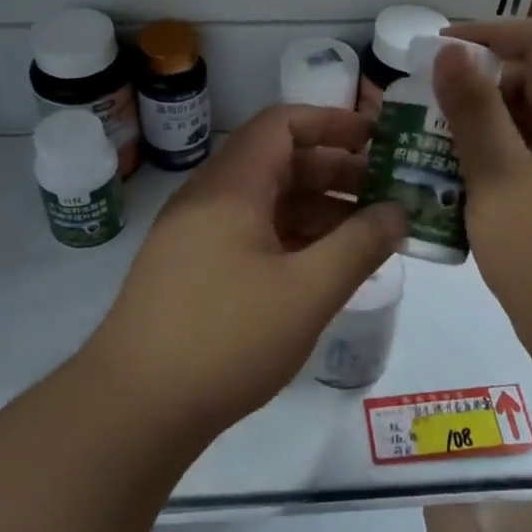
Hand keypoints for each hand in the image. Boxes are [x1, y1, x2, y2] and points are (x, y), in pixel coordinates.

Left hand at [86, 106, 407, 432]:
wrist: (133, 407)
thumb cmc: (226, 338)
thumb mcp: (307, 292)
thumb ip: (359, 246)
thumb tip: (398, 212)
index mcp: (231, 187)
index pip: (282, 125)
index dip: (332, 123)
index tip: (377, 140)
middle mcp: (208, 199)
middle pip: (276, 163)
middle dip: (334, 172)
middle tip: (385, 193)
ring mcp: (194, 236)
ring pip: (264, 204)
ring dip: (315, 211)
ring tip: (365, 236)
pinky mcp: (190, 271)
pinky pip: (249, 236)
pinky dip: (289, 240)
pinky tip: (321, 268)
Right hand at [433, 19, 531, 366]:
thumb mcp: (503, 180)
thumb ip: (475, 113)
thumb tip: (450, 51)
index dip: (487, 33)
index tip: (433, 52)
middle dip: (475, 85)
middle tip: (421, 107)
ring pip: (526, 123)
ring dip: (478, 126)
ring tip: (427, 143)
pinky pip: (526, 159)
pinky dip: (490, 160)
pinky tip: (453, 181)